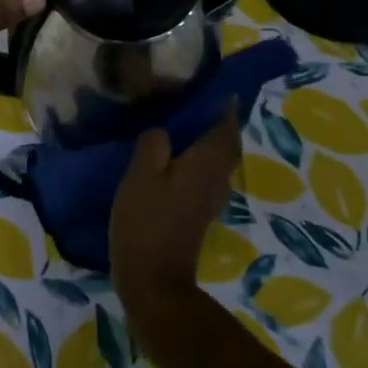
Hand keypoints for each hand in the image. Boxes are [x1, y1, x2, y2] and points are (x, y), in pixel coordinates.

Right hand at [109, 105, 243, 314]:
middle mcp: (217, 178)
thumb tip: (164, 130)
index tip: (211, 85)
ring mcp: (210, 200)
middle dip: (215, 122)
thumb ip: (154, 143)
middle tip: (189, 103)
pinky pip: (204, 177)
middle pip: (225, 143)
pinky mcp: (197, 215)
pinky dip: (195, 161)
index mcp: (207, 162)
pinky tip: (170, 160)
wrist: (154, 282)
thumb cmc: (147, 222)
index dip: (223, 104)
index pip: (226, 124)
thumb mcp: (141, 174)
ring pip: (216, 161)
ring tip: (177, 126)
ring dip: (205, 142)